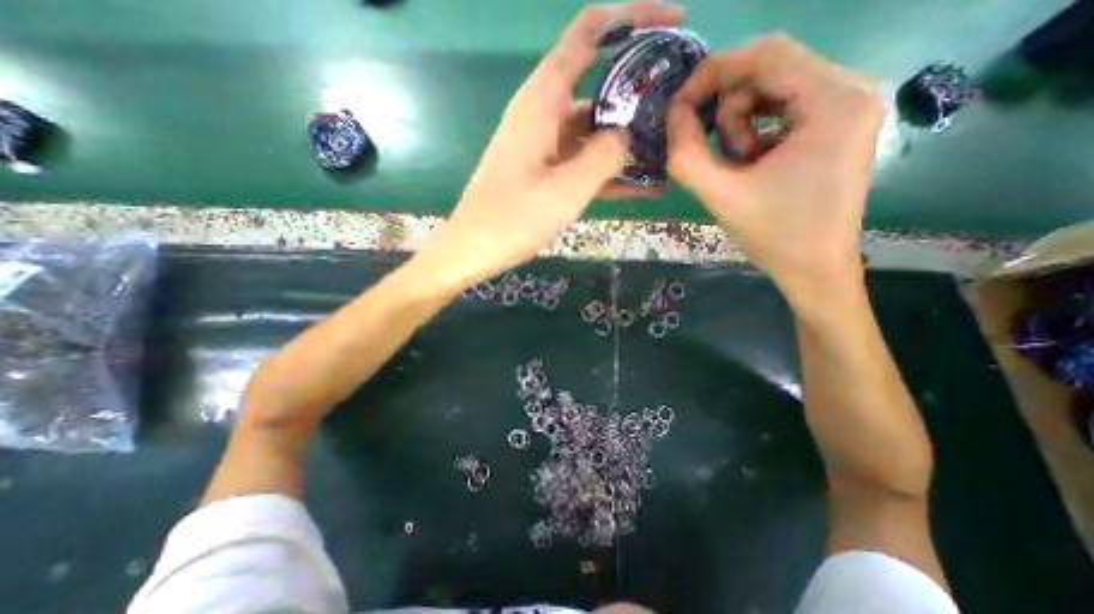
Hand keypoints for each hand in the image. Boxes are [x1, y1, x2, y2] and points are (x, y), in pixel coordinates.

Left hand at [426, 0, 680, 285]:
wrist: (475, 248)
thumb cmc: (513, 219)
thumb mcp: (565, 189)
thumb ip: (603, 156)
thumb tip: (628, 135)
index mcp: (542, 100)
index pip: (589, 34)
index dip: (632, 17)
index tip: (674, 21)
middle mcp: (543, 114)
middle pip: (598, 87)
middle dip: (639, 96)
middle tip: (678, 112)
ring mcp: (545, 145)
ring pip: (593, 131)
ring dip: (627, 144)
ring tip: (668, 155)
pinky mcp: (546, 171)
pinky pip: (582, 162)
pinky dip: (609, 172)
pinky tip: (642, 187)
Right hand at [668, 34, 887, 299]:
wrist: (813, 267)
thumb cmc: (773, 234)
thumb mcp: (720, 194)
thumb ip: (686, 154)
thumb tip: (673, 114)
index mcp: (833, 101)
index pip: (766, 54)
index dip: (714, 72)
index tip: (680, 104)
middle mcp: (850, 90)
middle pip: (769, 70)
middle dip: (728, 111)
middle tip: (718, 155)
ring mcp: (847, 106)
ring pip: (772, 90)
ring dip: (740, 126)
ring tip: (739, 167)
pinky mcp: (836, 125)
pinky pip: (781, 109)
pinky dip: (755, 132)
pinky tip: (753, 164)